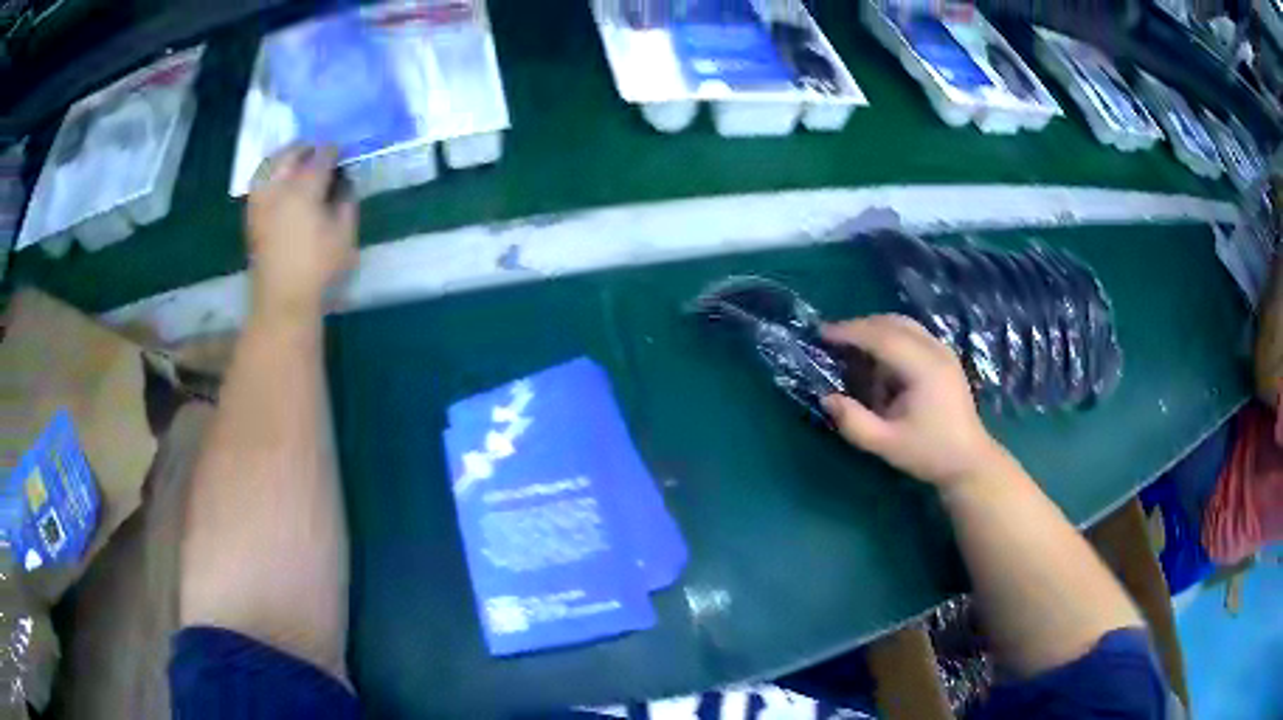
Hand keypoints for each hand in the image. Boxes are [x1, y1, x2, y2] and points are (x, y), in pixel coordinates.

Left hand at [247, 146, 357, 319]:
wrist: (283, 300)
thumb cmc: (318, 269)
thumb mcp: (344, 235)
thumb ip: (346, 202)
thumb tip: (343, 183)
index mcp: (304, 189)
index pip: (321, 156)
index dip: (333, 150)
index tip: (342, 153)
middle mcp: (278, 188)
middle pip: (290, 153)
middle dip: (306, 147)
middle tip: (319, 152)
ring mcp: (261, 201)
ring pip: (270, 164)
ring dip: (284, 157)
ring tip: (297, 161)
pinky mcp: (252, 216)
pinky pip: (259, 182)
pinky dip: (270, 173)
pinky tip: (280, 181)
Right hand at [821, 315, 1005, 488]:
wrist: (969, 461)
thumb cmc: (929, 453)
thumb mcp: (886, 444)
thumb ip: (854, 422)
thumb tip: (826, 398)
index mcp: (924, 369)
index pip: (882, 337)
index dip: (851, 332)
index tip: (822, 334)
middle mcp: (935, 351)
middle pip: (893, 323)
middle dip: (860, 326)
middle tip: (832, 338)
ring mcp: (943, 351)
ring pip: (904, 324)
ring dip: (875, 329)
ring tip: (851, 346)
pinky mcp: (945, 358)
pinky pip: (913, 334)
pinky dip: (890, 336)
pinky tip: (878, 357)